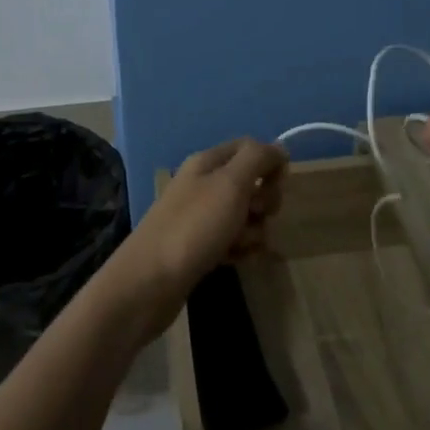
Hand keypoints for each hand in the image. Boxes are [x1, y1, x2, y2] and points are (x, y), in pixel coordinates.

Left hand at [113, 138, 287, 331]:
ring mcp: (202, 217)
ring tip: (240, 245)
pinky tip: (235, 261)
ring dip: (254, 231)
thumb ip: (258, 159)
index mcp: (208, 162)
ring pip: (247, 216)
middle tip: (255, 214)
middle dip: (264, 201)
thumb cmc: (194, 227)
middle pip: (251, 183)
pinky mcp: (202, 247)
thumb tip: (279, 148)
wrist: (150, 282)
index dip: (270, 162)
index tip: (279, 183)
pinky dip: (241, 250)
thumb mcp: (230, 184)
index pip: (249, 147)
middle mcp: (205, 185)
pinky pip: (235, 242)